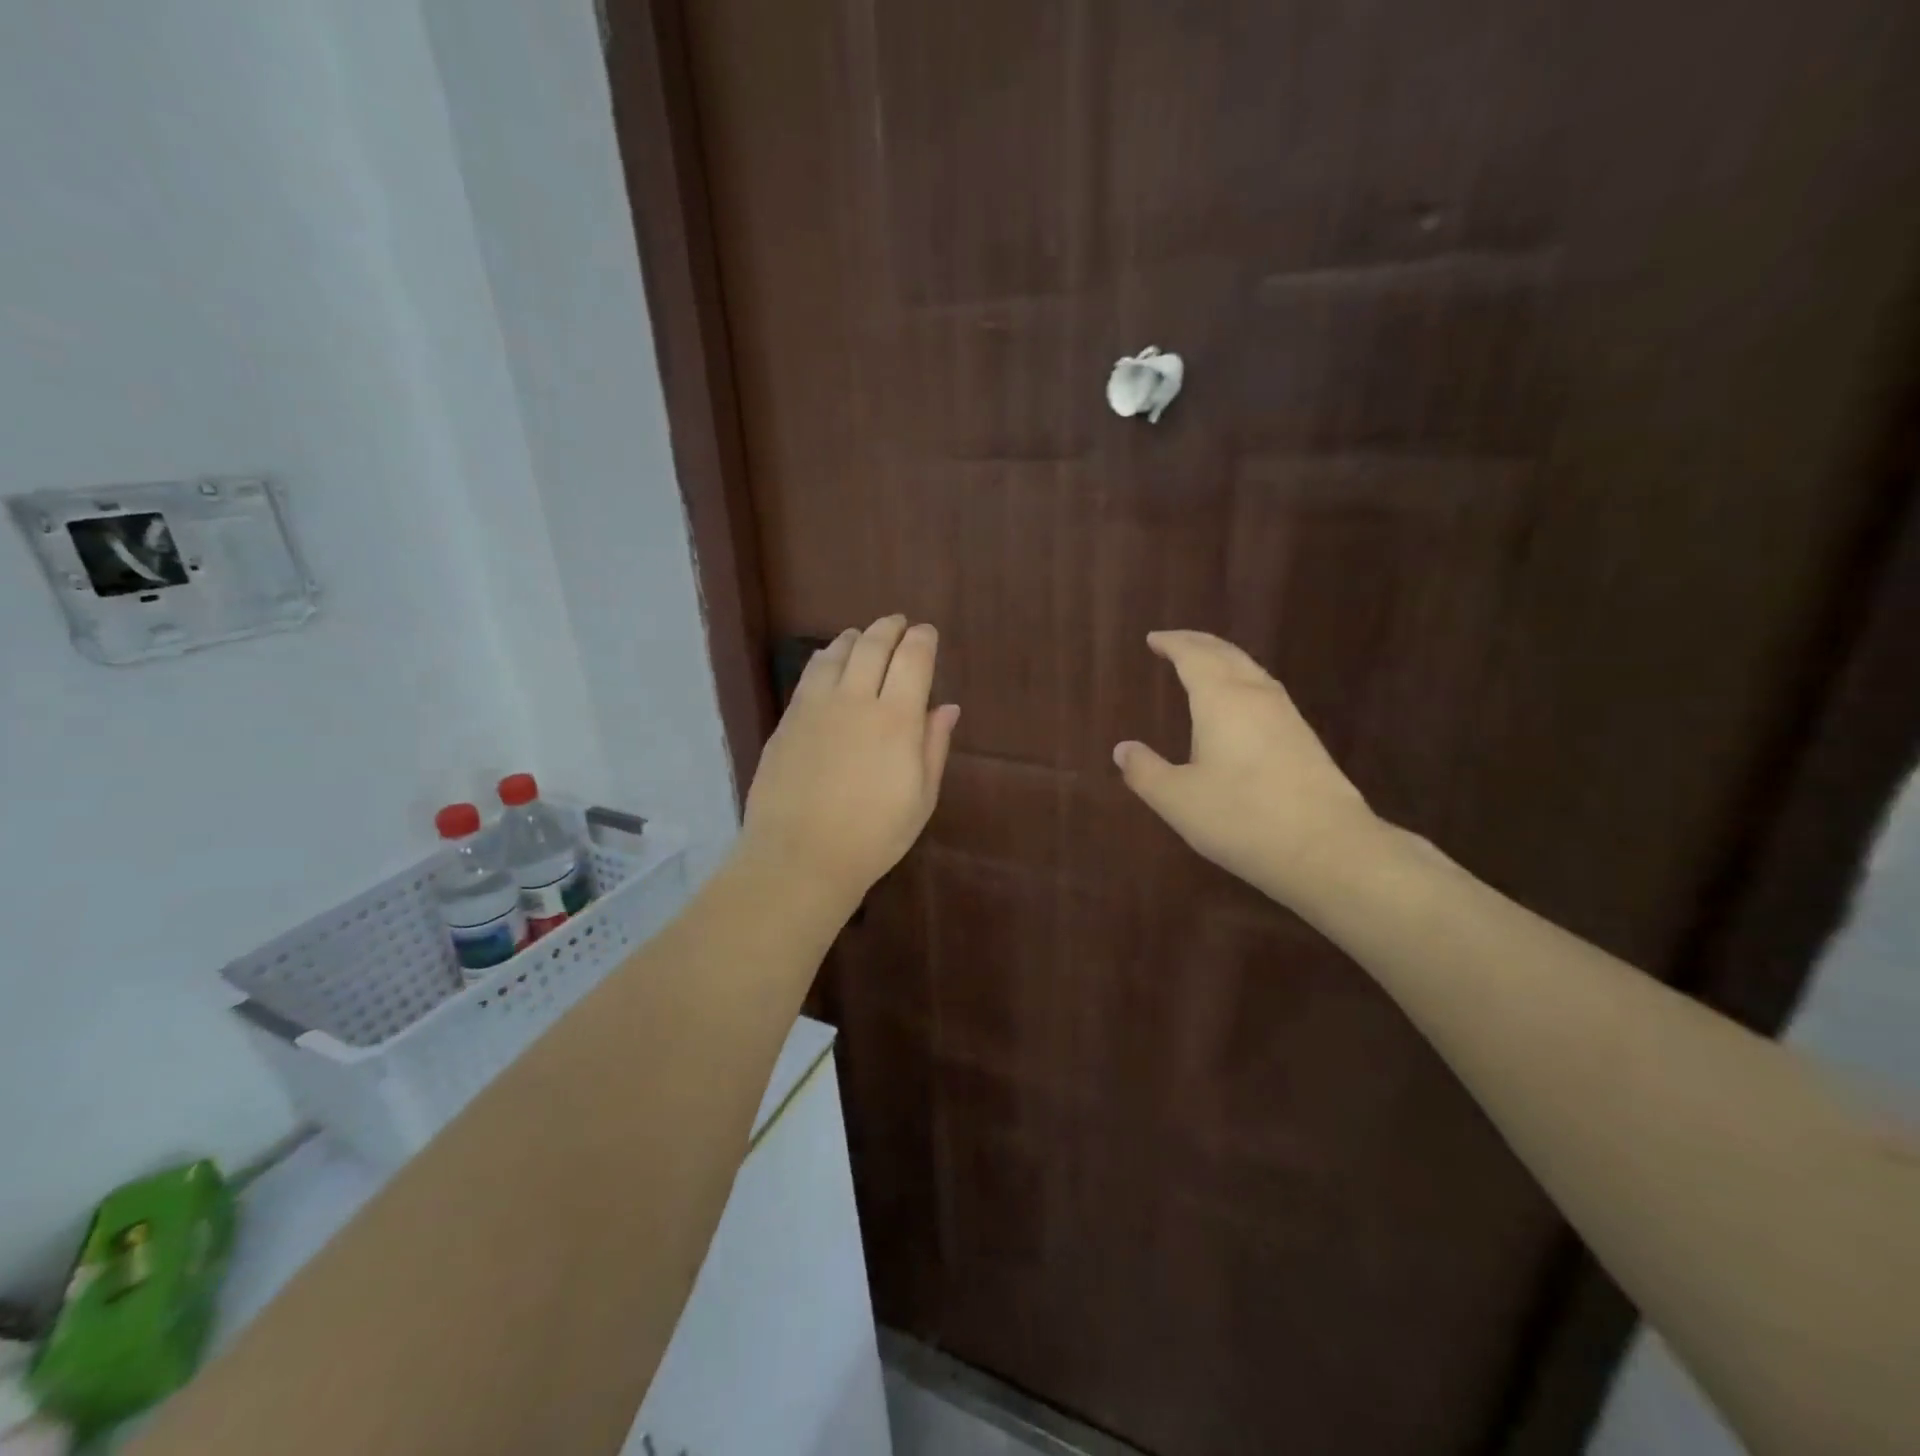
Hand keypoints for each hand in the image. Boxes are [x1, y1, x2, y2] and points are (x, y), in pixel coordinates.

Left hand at [741, 615, 959, 906]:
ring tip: (863, 637)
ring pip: (837, 653)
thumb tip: (946, 708)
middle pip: (873, 645)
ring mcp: (816, 706)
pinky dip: (825, 658)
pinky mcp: (788, 719)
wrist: (799, 857)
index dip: (922, 639)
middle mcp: (856, 700)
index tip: (927, 634)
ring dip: (855, 638)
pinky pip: (810, 674)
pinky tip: (828, 661)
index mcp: (896, 719)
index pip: (913, 658)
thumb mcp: (921, 798)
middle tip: (899, 624)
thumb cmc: (873, 836)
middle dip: (890, 628)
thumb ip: (933, 746)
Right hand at [1113, 630, 1382, 904]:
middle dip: (1199, 643)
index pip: (1194, 656)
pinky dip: (1242, 683)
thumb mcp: (1177, 800)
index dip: (1172, 644)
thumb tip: (1123, 749)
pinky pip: (1265, 693)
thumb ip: (1145, 772)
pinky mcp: (1304, 740)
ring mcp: (1287, 717)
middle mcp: (1256, 697)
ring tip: (1204, 667)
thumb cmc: (1241, 818)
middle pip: (1226, 655)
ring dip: (1224, 661)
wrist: (1326, 848)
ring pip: (1251, 671)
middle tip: (1175, 643)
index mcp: (1222, 700)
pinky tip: (1240, 707)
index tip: (1153, 639)